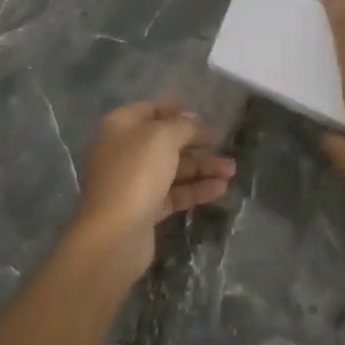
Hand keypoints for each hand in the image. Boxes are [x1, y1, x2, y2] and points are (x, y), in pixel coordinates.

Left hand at [70, 101, 235, 281]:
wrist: (114, 234)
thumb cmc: (136, 173)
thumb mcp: (163, 137)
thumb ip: (182, 125)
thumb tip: (192, 119)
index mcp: (121, 126)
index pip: (151, 109)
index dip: (177, 110)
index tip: (204, 116)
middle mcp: (125, 151)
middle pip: (165, 141)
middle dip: (196, 142)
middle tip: (224, 142)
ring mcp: (134, 182)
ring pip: (173, 169)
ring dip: (202, 167)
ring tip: (231, 170)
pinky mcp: (145, 209)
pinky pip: (174, 193)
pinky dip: (196, 189)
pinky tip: (220, 189)